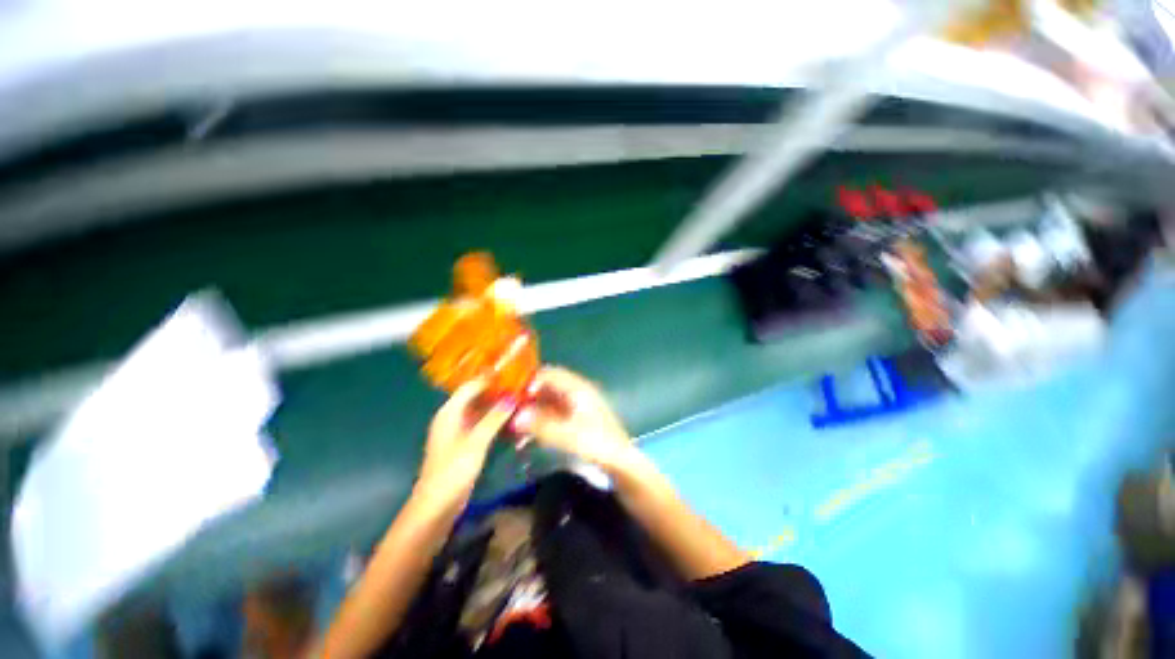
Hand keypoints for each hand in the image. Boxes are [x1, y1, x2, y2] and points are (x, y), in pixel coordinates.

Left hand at [415, 379, 514, 510]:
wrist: (436, 506)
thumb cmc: (452, 471)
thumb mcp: (476, 443)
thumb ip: (494, 418)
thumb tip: (512, 397)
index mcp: (449, 412)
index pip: (471, 386)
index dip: (490, 378)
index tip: (513, 372)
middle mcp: (453, 416)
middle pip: (476, 396)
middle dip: (497, 390)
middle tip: (521, 385)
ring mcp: (459, 430)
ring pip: (481, 409)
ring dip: (497, 404)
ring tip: (520, 398)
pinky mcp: (465, 442)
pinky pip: (482, 423)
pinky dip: (495, 418)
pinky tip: (511, 418)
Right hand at [511, 366, 635, 472]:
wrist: (620, 462)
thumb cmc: (597, 444)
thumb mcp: (569, 435)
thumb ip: (541, 425)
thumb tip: (514, 417)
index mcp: (577, 388)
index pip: (549, 374)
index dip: (529, 381)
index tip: (510, 394)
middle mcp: (576, 392)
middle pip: (547, 386)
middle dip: (527, 396)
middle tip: (507, 409)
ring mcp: (575, 406)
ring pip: (547, 401)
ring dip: (531, 410)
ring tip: (511, 424)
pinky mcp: (574, 420)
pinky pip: (551, 414)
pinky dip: (538, 421)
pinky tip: (525, 435)